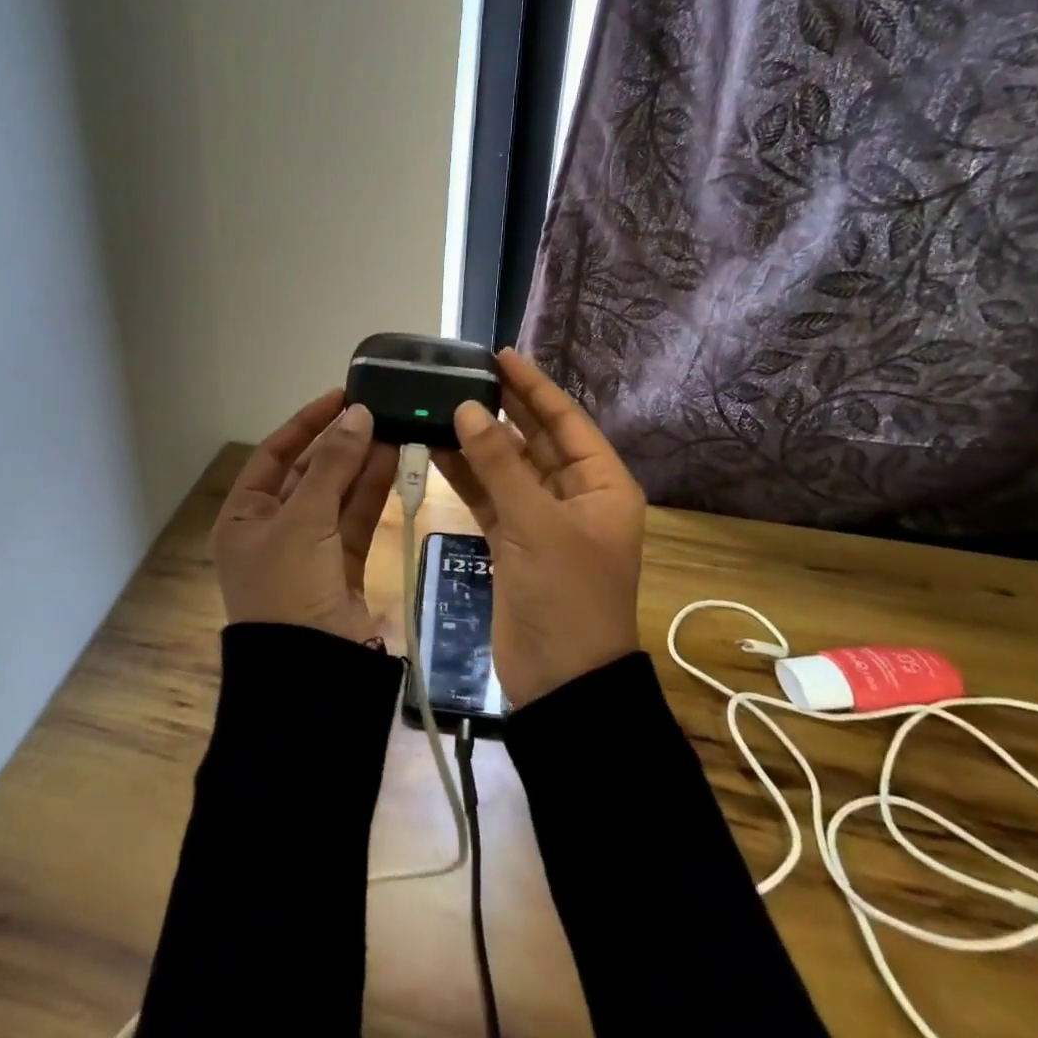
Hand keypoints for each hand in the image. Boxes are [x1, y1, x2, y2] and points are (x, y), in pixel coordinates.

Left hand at [213, 390, 398, 643]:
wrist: (312, 670)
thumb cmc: (288, 587)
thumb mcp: (303, 520)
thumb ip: (333, 465)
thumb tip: (358, 414)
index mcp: (244, 517)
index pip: (274, 455)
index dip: (306, 423)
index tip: (340, 396)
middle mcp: (273, 528)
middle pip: (309, 473)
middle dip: (340, 443)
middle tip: (375, 410)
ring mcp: (309, 548)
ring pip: (338, 494)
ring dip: (362, 463)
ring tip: (393, 426)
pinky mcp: (342, 565)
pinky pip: (356, 518)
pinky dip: (374, 491)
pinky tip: (395, 460)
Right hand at [433, 350, 644, 706]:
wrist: (561, 682)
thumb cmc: (566, 596)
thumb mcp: (536, 525)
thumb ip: (499, 465)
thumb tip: (469, 408)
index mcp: (601, 485)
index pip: (566, 420)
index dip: (534, 386)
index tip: (500, 355)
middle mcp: (575, 495)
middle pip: (535, 440)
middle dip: (502, 409)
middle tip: (463, 375)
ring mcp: (542, 520)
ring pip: (507, 468)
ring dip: (478, 441)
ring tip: (440, 406)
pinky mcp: (514, 542)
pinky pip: (490, 497)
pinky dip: (467, 475)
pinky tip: (437, 448)